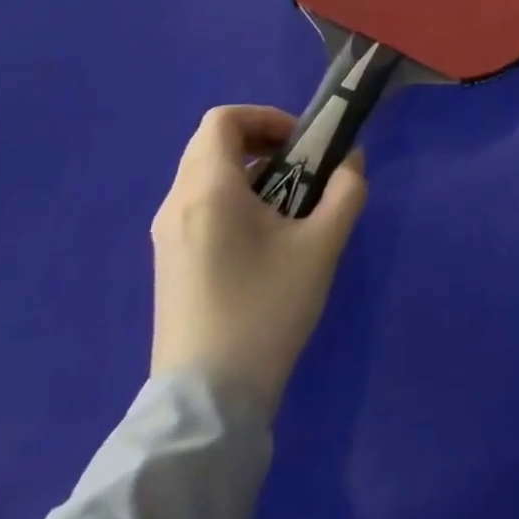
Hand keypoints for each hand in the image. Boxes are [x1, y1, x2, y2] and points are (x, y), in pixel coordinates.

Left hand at [149, 105, 367, 415]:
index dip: (265, 117)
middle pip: (213, 144)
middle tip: (302, 167)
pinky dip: (233, 198)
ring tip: (290, 204)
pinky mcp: (169, 262)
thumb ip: (345, 191)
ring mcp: (167, 236)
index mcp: (207, 190)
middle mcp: (177, 204)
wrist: (208, 401)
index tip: (301, 143)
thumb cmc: (266, 309)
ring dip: (250, 171)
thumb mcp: (322, 246)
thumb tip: (351, 160)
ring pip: (205, 175)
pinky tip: (265, 237)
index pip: (223, 120)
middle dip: (261, 142)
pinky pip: (199, 205)